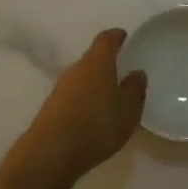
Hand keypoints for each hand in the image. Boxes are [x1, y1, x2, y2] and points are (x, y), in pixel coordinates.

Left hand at [0, 29, 146, 188]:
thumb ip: (135, 89)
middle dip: (105, 63)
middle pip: (92, 59)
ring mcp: (60, 89)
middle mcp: (75, 69)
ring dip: (94, 84)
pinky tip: (91, 116)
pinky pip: (72, 97)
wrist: (51, 152)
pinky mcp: (51, 108)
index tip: (123, 36)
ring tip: (108, 97)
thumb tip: (136, 72)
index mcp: (97, 62)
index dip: (116, 36)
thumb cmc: (97, 124)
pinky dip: (83, 101)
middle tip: (120, 71)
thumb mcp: (128, 110)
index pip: (106, 40)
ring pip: (81, 78)